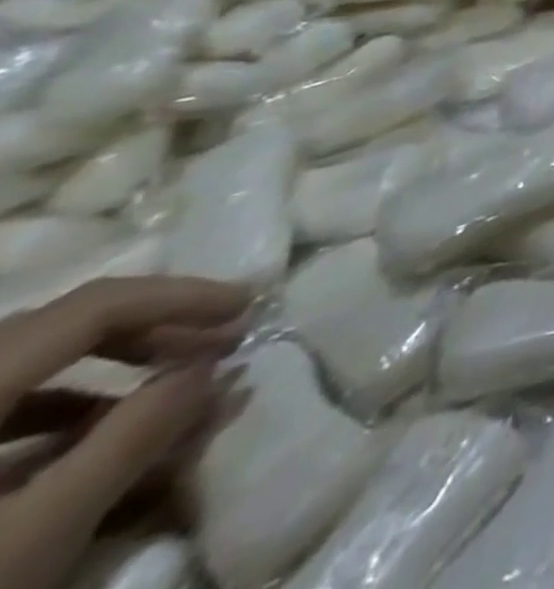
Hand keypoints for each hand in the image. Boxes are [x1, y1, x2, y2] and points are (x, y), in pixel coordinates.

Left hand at [0, 277, 250, 588]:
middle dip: (152, 330)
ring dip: (112, 370)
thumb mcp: (39, 533)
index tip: (248, 305)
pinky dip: (58, 413)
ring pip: (28, 368)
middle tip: (220, 342)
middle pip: (60, 327)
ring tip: (169, 392)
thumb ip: (134, 437)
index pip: (91, 307)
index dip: (179, 295)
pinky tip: (91, 441)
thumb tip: (213, 365)